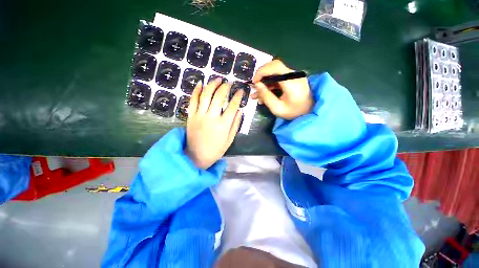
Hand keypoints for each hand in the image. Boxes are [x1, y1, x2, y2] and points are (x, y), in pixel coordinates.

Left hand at [185, 78, 243, 168]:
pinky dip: (196, 91)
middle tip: (229, 83)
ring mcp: (199, 116)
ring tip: (217, 79)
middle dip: (225, 87)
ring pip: (205, 95)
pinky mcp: (190, 116)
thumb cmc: (216, 150)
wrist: (196, 156)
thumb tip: (241, 111)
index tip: (240, 91)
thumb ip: (235, 125)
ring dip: (212, 85)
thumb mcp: (229, 140)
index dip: (238, 97)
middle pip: (219, 97)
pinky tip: (200, 84)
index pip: (232, 106)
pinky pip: (192, 100)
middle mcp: (211, 117)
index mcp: (223, 125)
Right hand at [251, 60, 312, 119]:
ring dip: (264, 82)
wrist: (310, 113)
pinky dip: (270, 84)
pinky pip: (279, 78)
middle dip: (261, 76)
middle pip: (274, 67)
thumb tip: (257, 85)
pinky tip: (264, 94)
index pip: (275, 66)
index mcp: (292, 82)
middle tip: (254, 87)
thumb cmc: (294, 113)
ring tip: (256, 94)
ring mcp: (294, 76)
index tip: (254, 82)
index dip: (262, 71)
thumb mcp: (277, 108)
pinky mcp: (293, 79)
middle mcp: (294, 75)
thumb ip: (266, 96)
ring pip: (275, 73)